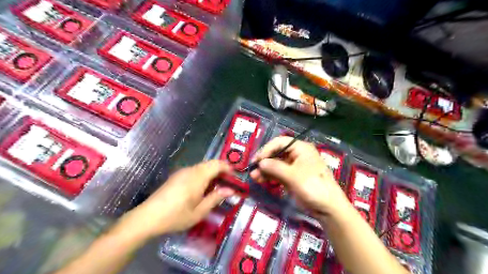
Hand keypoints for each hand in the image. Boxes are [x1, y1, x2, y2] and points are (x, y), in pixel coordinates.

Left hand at [116, 160, 233, 239]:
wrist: (148, 217)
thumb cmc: (176, 216)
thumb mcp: (199, 211)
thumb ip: (215, 198)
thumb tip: (230, 190)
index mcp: (198, 176)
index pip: (217, 164)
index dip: (228, 168)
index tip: (234, 178)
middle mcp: (191, 170)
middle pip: (210, 163)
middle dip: (221, 171)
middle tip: (227, 184)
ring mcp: (182, 172)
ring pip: (203, 166)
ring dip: (212, 173)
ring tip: (216, 188)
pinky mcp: (176, 176)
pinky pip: (195, 170)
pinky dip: (203, 175)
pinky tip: (201, 189)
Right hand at [249, 137, 348, 215]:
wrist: (328, 208)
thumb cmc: (313, 186)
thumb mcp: (293, 176)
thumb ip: (275, 167)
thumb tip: (260, 162)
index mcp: (301, 148)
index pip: (280, 143)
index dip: (267, 149)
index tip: (257, 160)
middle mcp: (297, 155)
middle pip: (277, 153)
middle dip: (264, 162)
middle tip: (253, 170)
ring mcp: (295, 167)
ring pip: (276, 165)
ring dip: (265, 170)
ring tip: (254, 178)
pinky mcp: (293, 178)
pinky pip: (279, 174)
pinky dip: (270, 176)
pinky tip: (261, 180)